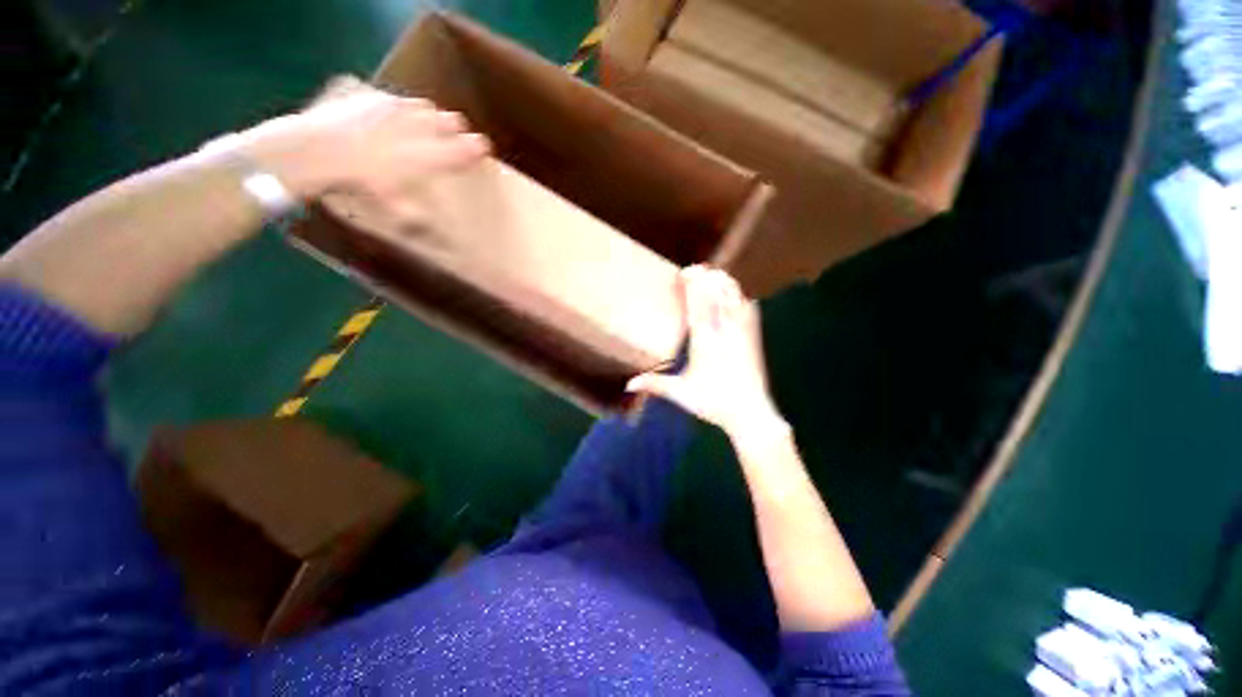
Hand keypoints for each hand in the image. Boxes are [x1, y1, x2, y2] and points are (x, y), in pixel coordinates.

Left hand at [209, 76, 489, 209]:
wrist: (319, 149)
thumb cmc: (359, 182)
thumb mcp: (390, 205)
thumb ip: (412, 213)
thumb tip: (426, 224)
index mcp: (428, 157)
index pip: (462, 150)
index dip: (476, 149)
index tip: (484, 148)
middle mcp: (418, 131)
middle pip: (451, 122)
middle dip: (456, 129)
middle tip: (456, 134)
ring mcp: (398, 111)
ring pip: (427, 108)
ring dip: (432, 116)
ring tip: (428, 123)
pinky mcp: (377, 98)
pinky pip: (400, 100)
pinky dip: (404, 107)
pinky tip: (398, 114)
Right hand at [627, 265, 785, 438]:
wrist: (751, 413)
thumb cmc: (713, 402)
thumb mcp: (680, 393)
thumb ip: (654, 384)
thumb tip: (628, 385)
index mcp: (704, 340)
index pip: (698, 303)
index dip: (693, 283)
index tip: (685, 271)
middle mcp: (724, 329)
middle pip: (718, 292)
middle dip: (707, 276)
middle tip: (695, 270)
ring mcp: (742, 330)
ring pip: (735, 295)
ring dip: (723, 281)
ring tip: (712, 275)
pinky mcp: (755, 336)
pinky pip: (749, 306)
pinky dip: (739, 294)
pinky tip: (734, 292)